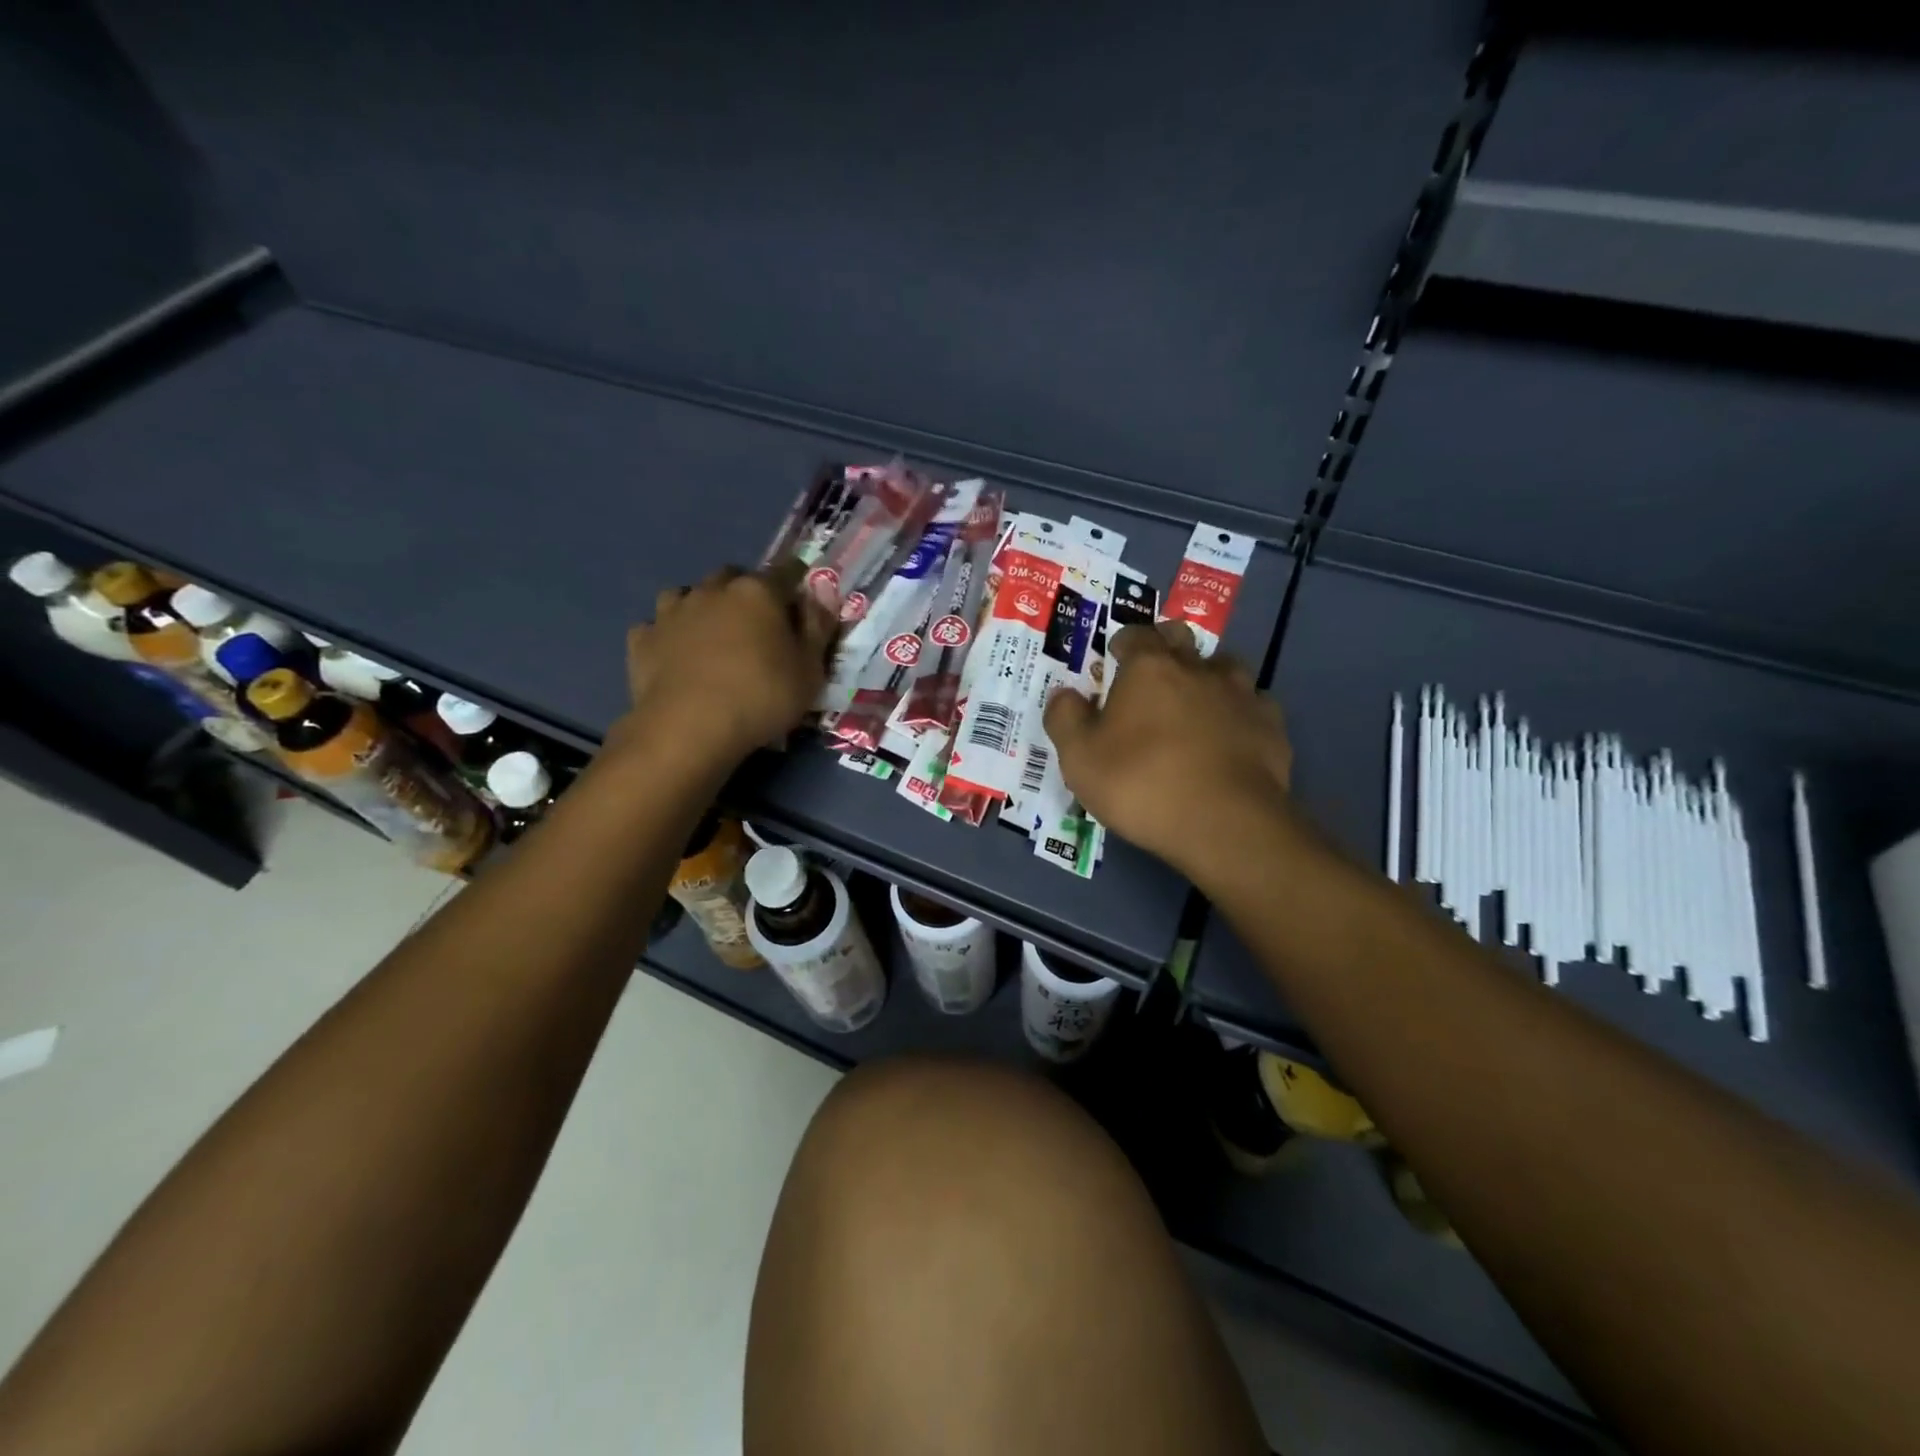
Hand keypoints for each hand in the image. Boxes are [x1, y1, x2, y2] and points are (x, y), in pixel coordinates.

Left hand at [620, 564, 836, 766]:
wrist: (688, 729)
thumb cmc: (761, 698)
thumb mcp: (810, 671)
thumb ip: (818, 628)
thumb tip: (822, 595)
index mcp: (758, 592)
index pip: (787, 572)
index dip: (798, 586)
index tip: (802, 606)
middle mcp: (713, 590)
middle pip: (734, 577)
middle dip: (746, 593)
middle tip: (757, 626)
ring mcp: (672, 611)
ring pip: (689, 594)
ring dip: (702, 608)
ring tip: (711, 636)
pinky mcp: (642, 639)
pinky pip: (657, 626)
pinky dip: (668, 635)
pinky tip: (675, 655)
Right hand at [1044, 622, 1294, 882]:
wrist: (1224, 823)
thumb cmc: (1141, 783)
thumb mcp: (1079, 758)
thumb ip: (1065, 718)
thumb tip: (1063, 694)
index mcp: (1149, 668)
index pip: (1135, 635)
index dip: (1123, 642)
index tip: (1115, 658)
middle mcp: (1198, 669)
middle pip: (1182, 638)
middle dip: (1166, 646)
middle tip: (1152, 675)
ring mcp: (1241, 695)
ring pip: (1225, 667)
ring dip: (1208, 676)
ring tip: (1195, 704)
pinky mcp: (1271, 726)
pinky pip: (1253, 706)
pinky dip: (1239, 713)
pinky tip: (1231, 736)